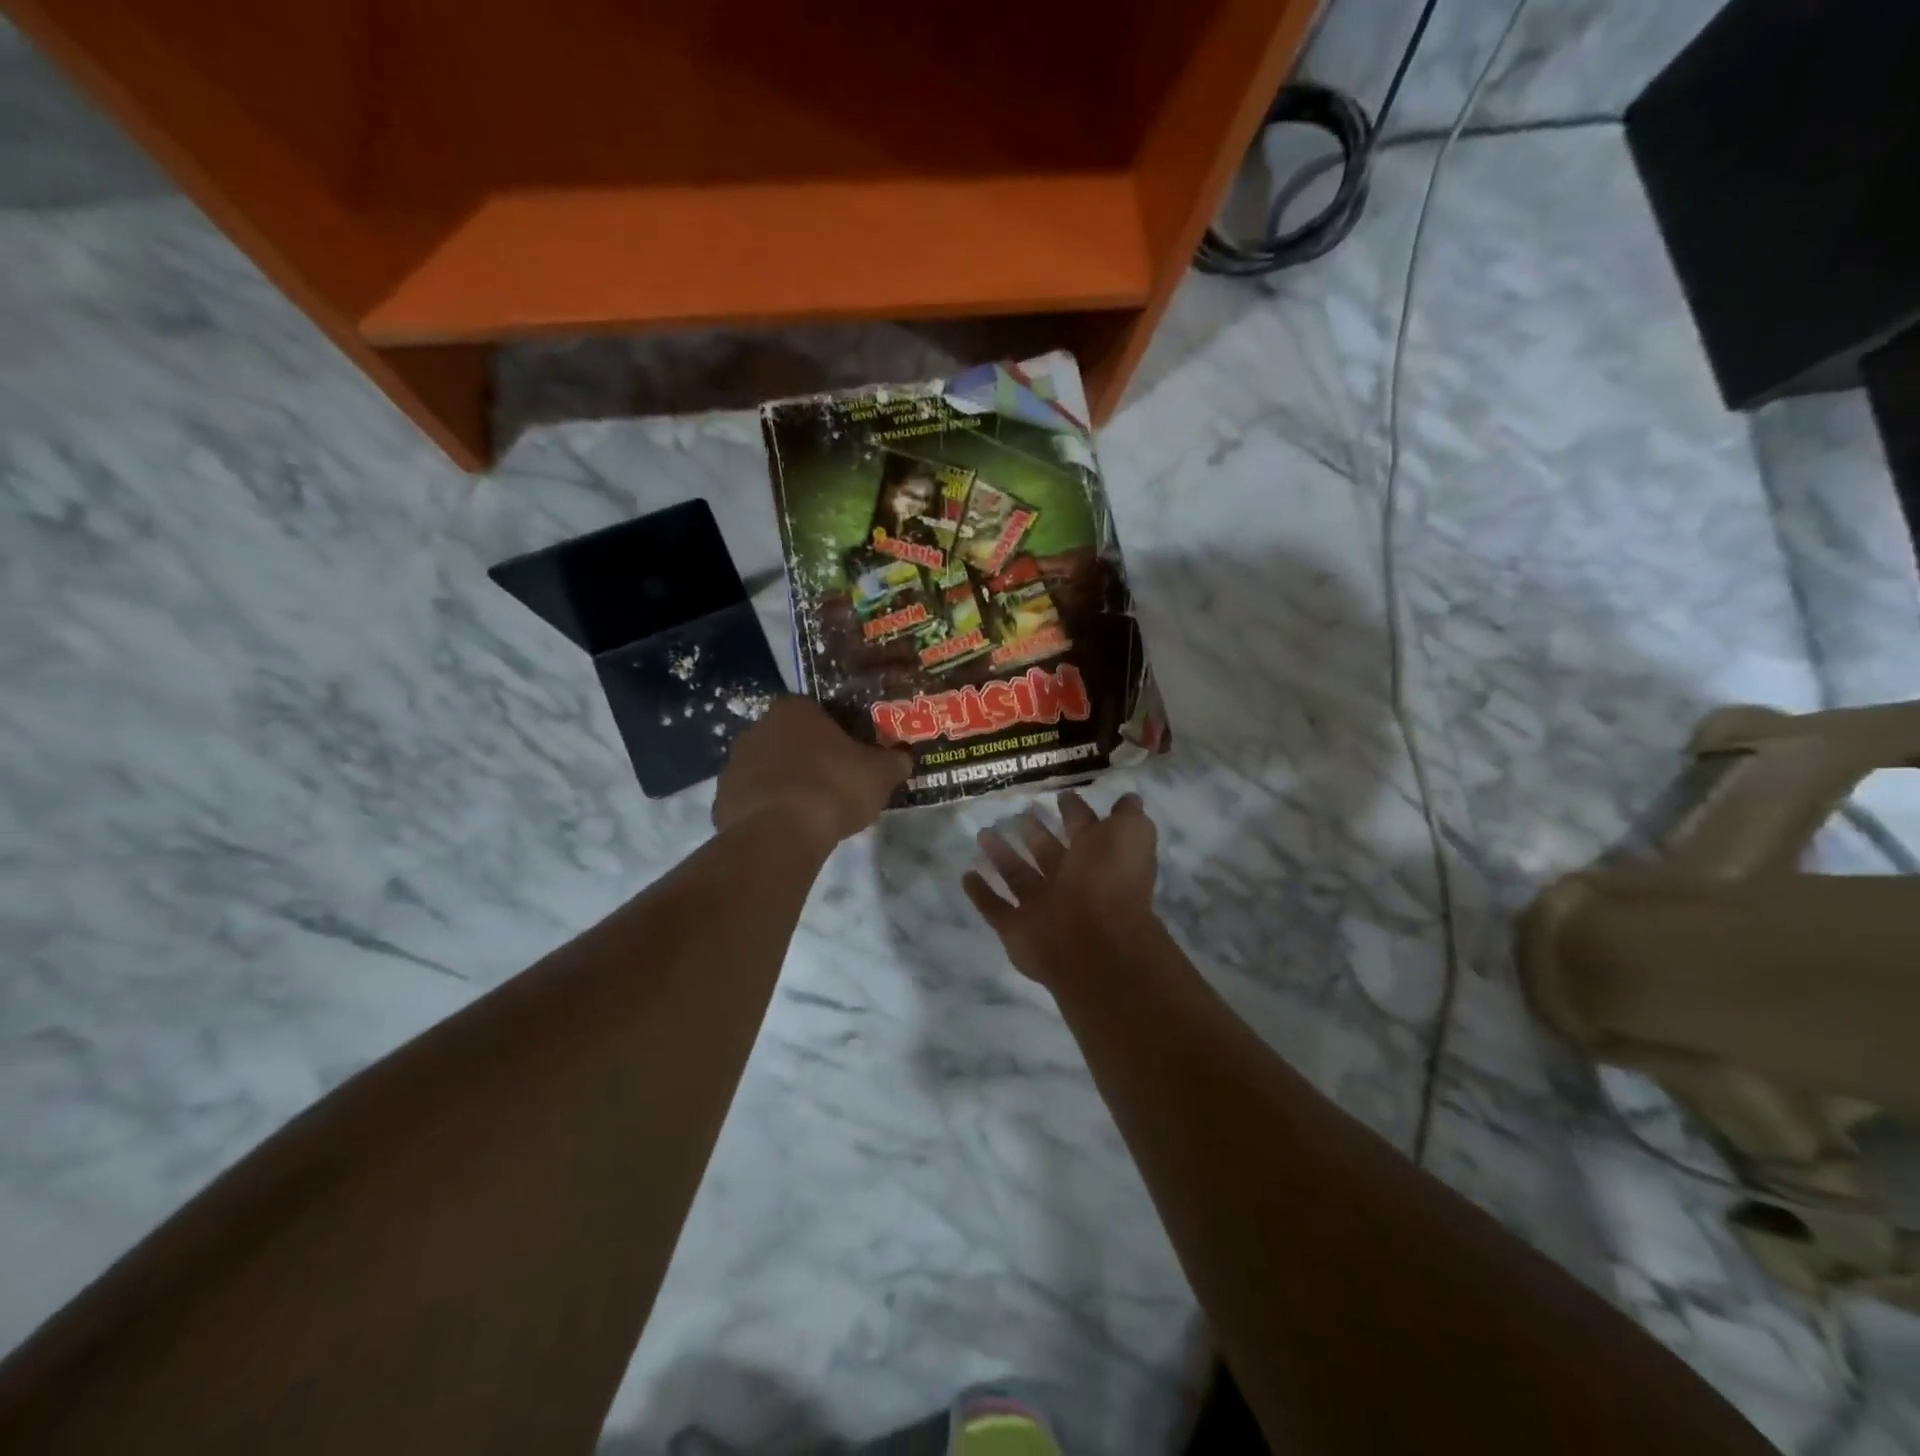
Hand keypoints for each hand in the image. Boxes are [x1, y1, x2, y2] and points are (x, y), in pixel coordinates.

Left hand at [714, 697, 910, 846]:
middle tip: (834, 781)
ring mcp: (733, 765)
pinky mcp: (721, 801)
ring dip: (785, 783)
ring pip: (767, 769)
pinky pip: (752, 800)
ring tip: (811, 810)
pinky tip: (787, 829)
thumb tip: (903, 759)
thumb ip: (893, 761)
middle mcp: (757, 728)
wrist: (779, 835)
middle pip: (788, 738)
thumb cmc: (833, 788)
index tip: (850, 754)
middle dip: (808, 756)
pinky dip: (767, 811)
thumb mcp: (879, 774)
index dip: (836, 731)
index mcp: (793, 710)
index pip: (816, 710)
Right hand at [964, 791, 1159, 986]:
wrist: (1096, 943)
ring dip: (1001, 856)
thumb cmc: (1112, 880)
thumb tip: (1128, 799)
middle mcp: (1071, 884)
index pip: (1084, 830)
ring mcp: (1042, 908)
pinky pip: (994, 908)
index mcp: (1097, 860)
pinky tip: (966, 875)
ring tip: (982, 834)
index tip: (1060, 794)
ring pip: (1018, 876)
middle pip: (1048, 853)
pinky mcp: (1016, 929)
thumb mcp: (1132, 834)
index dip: (1075, 811)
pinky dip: (980, 893)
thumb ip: (1129, 816)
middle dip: (1035, 832)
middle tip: (1018, 813)